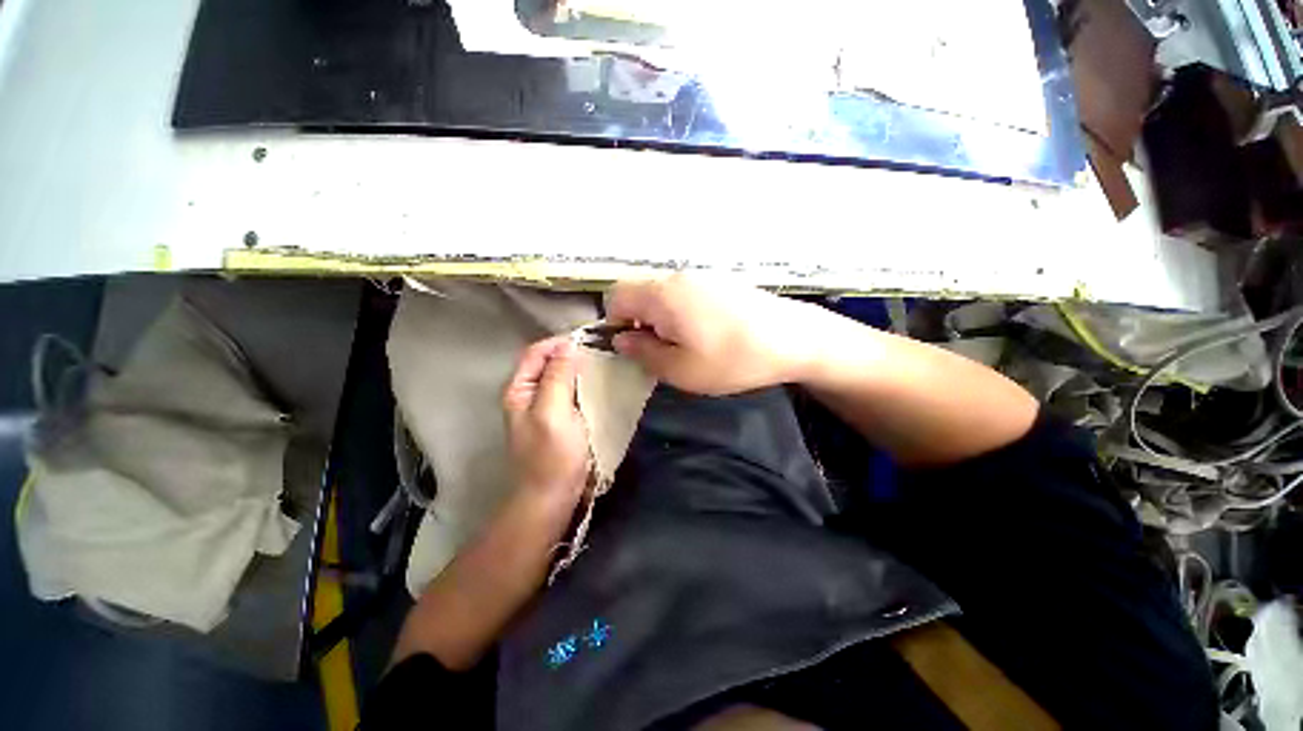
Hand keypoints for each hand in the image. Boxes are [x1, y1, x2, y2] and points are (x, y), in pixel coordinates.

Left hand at [502, 336, 590, 504]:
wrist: (552, 497)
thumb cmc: (551, 455)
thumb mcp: (552, 411)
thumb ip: (557, 376)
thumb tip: (569, 345)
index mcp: (520, 389)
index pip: (537, 352)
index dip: (560, 342)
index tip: (589, 339)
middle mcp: (530, 394)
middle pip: (549, 362)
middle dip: (573, 353)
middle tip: (601, 350)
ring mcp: (546, 407)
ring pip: (563, 377)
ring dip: (581, 368)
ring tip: (605, 363)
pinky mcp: (561, 418)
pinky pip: (572, 392)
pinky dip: (585, 384)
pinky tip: (601, 384)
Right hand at [607, 273, 819, 394]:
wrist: (794, 339)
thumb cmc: (732, 359)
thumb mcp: (680, 370)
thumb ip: (643, 353)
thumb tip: (621, 340)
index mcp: (662, 295)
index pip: (616, 296)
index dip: (614, 322)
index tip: (632, 347)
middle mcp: (678, 277)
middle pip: (640, 293)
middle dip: (640, 322)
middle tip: (661, 350)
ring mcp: (701, 275)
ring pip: (663, 293)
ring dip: (662, 318)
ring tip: (687, 344)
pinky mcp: (720, 280)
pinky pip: (685, 292)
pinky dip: (682, 311)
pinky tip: (707, 331)